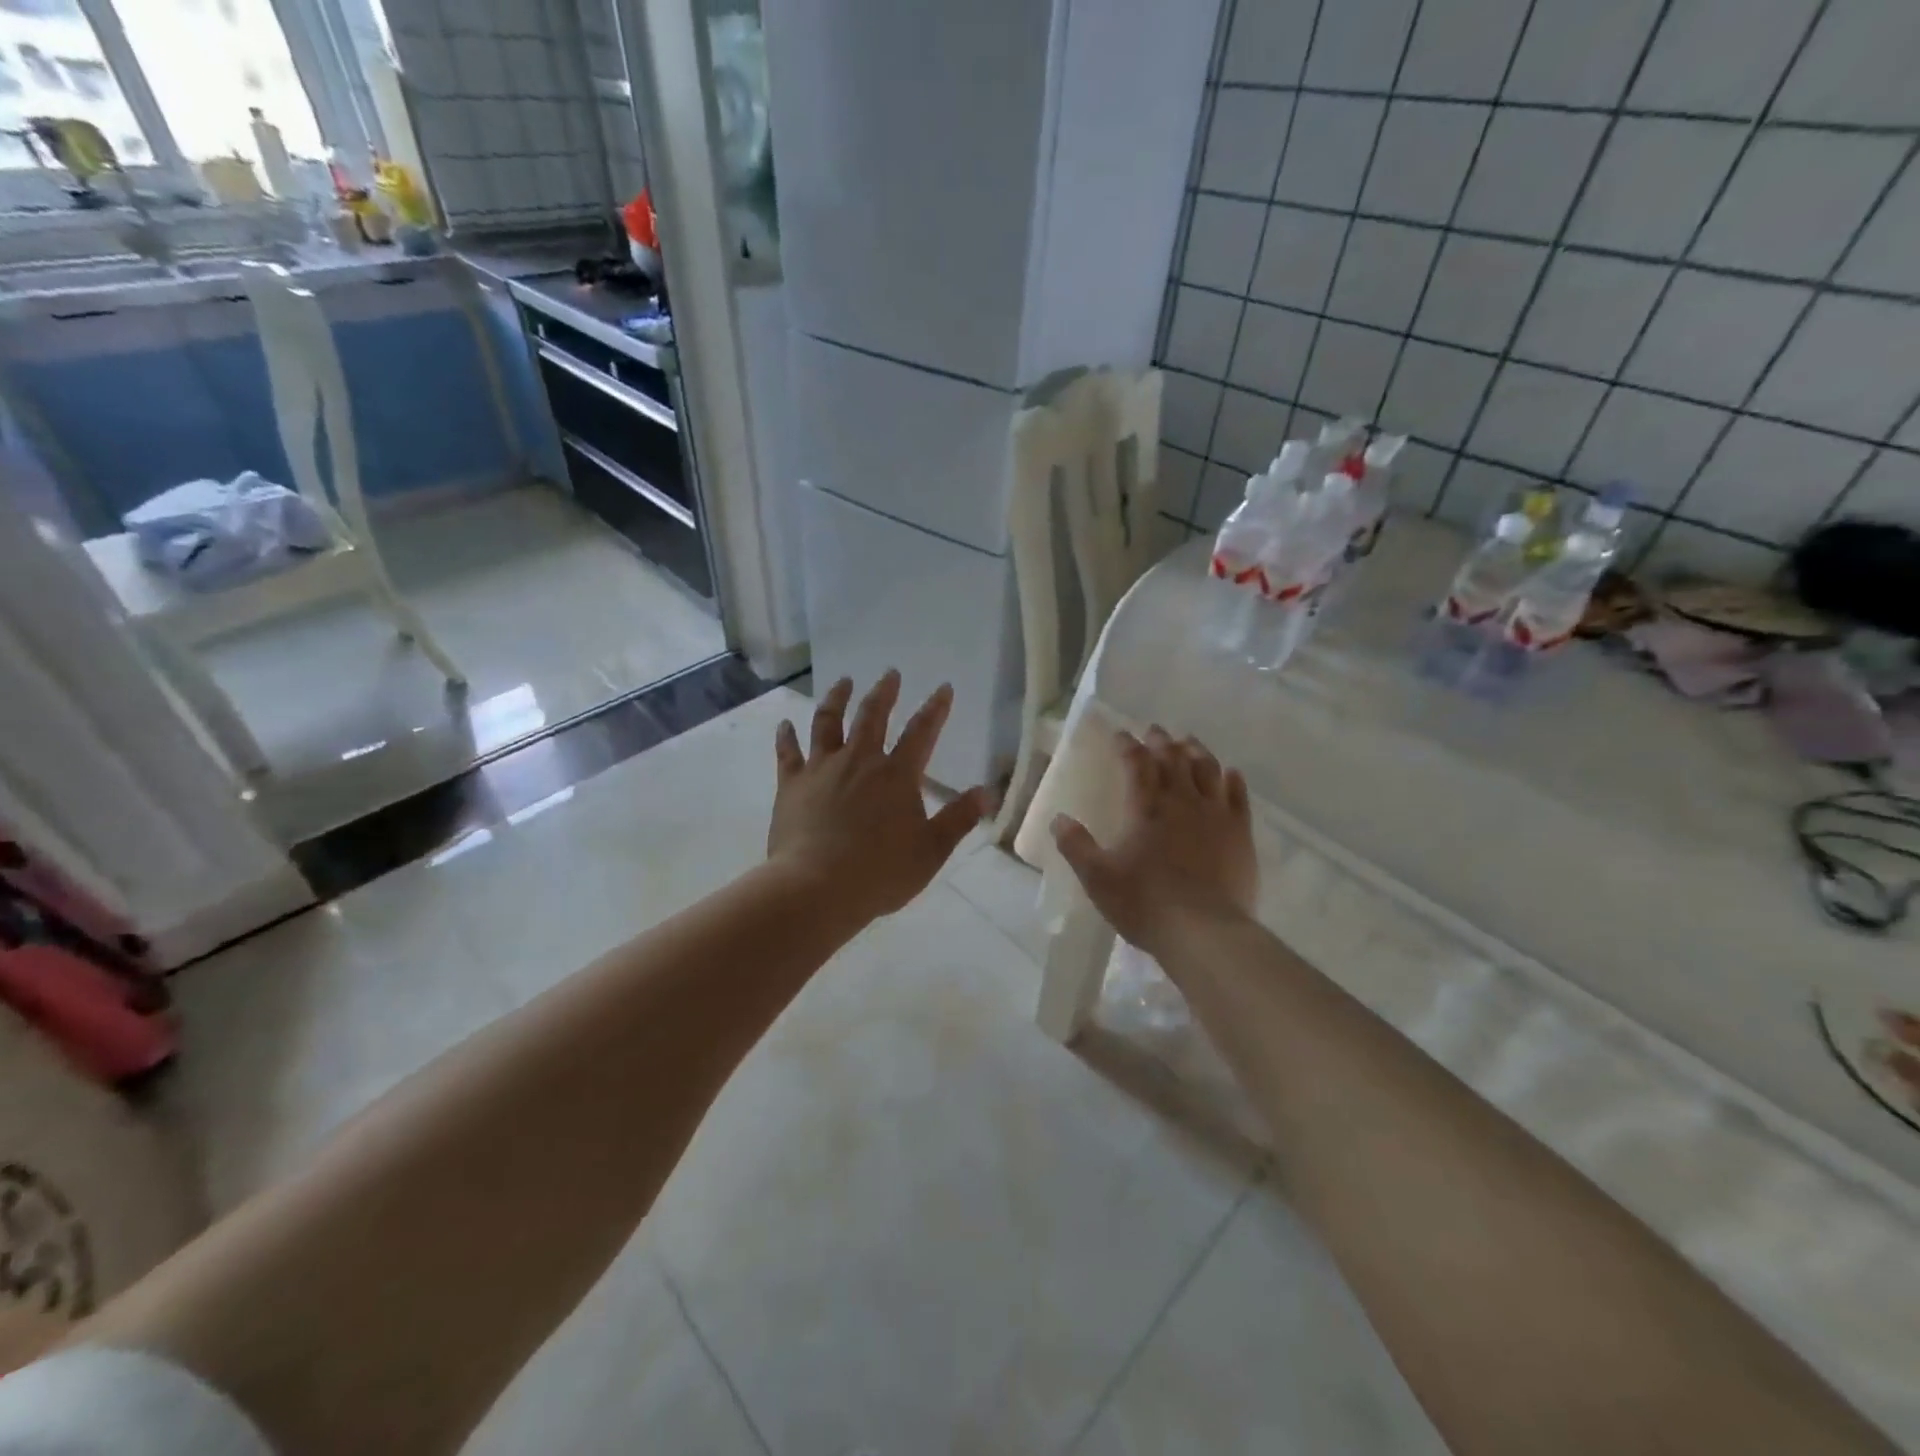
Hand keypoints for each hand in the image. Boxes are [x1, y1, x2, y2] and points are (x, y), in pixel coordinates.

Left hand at [767, 671, 992, 925]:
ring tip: (843, 682)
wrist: (816, 889)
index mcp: (897, 775)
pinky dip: (786, 736)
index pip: (922, 732)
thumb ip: (959, 819)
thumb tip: (988, 792)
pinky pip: (788, 753)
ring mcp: (822, 769)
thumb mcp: (931, 851)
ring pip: (828, 723)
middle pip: (872, 716)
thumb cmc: (880, 873)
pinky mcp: (791, 785)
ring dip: (837, 699)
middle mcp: (859, 761)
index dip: (935, 709)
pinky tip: (784, 724)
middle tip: (890, 673)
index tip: (943, 688)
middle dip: (884, 692)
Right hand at [1050, 726, 1257, 956]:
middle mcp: (1182, 800)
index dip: (1127, 745)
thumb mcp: (1097, 878)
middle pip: (1173, 758)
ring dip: (1196, 751)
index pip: (1136, 762)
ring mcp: (1216, 814)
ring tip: (1189, 741)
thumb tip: (1058, 819)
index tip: (1120, 735)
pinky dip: (1233, 779)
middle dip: (1161, 740)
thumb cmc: (1145, 903)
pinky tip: (1230, 773)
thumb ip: (1076, 845)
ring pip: (1208, 769)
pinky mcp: (1241, 833)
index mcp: (1146, 807)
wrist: (1204, 932)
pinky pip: (1239, 796)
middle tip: (1154, 730)